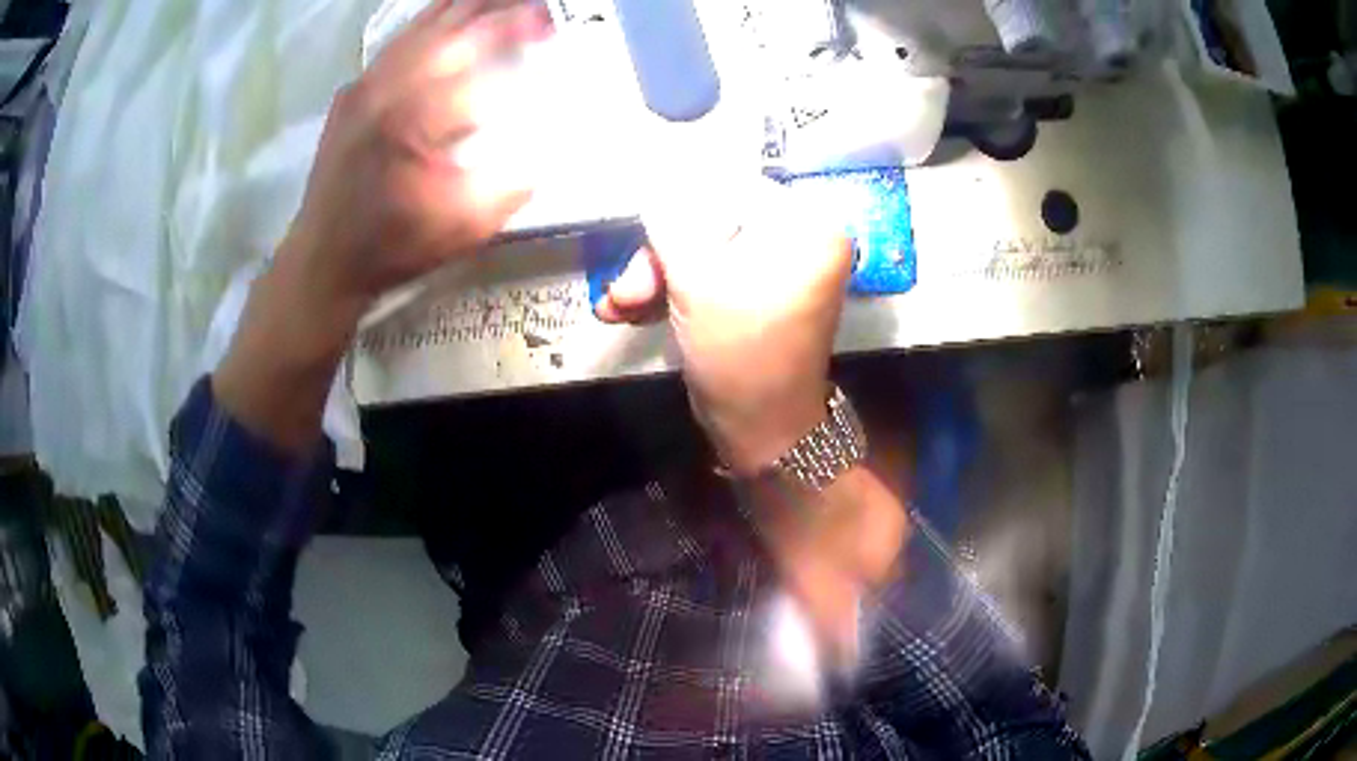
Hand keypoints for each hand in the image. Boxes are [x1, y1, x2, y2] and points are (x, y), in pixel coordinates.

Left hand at [285, 0, 550, 321]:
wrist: (323, 261)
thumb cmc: (392, 246)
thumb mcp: (462, 226)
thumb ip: (511, 181)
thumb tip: (549, 147)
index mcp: (416, 115)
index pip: (477, 52)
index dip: (517, 28)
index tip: (550, 23)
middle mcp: (387, 86)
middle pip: (449, 24)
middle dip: (494, 7)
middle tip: (531, 7)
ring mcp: (364, 85)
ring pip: (419, 25)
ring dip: (462, 7)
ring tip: (495, 2)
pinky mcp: (352, 91)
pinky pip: (396, 41)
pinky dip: (427, 21)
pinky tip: (445, 15)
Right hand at [596, 179, 853, 473]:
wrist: (761, 432)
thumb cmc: (740, 354)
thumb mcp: (697, 279)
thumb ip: (670, 221)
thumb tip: (651, 174)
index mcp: (805, 225)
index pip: (730, 186)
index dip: (676, 203)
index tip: (637, 225)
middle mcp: (799, 238)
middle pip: (712, 220)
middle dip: (660, 255)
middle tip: (626, 288)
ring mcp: (777, 268)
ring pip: (702, 250)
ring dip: (655, 276)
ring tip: (618, 306)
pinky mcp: (755, 293)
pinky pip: (709, 275)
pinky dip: (671, 290)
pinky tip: (630, 310)